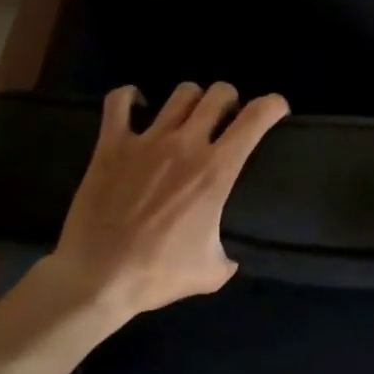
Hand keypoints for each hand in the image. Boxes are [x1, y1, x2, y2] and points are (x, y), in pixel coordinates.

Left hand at [43, 81, 288, 329]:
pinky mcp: (111, 145)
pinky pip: (120, 101)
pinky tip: (137, 107)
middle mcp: (186, 144)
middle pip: (219, 93)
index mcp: (216, 170)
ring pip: (181, 93)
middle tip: (225, 118)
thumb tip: (230, 259)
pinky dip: (130, 97)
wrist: (96, 280)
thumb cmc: (157, 275)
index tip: (276, 109)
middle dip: (229, 100)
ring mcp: (147, 140)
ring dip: (191, 100)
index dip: (273, 105)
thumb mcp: (210, 272)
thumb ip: (227, 257)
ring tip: (187, 117)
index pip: (256, 118)